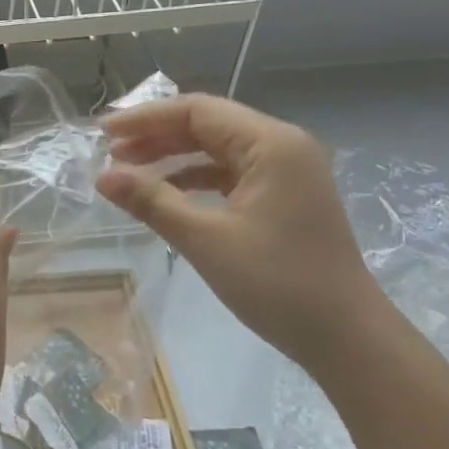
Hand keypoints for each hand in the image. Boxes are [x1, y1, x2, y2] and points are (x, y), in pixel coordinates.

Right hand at [96, 94, 382, 367]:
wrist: (346, 338)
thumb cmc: (277, 283)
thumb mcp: (206, 239)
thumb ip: (151, 201)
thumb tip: (101, 177)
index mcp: (271, 143)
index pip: (197, 110)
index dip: (146, 118)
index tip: (103, 132)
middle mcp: (282, 146)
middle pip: (207, 124)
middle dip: (156, 136)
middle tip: (109, 153)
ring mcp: (286, 172)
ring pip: (217, 149)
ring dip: (172, 157)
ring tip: (128, 173)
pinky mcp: (284, 197)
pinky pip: (230, 173)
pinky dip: (194, 179)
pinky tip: (165, 194)